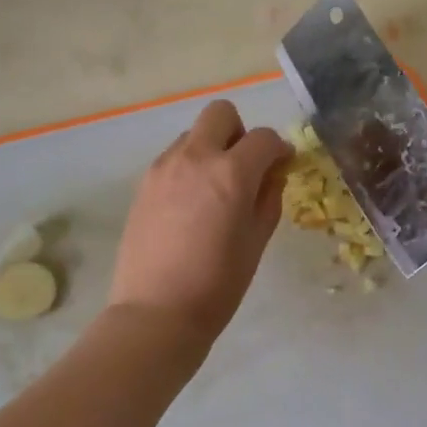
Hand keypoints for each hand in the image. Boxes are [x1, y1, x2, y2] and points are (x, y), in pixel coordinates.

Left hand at [109, 100, 291, 347]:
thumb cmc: (218, 283)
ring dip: (211, 149)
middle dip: (240, 132)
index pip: (263, 138)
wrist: (156, 313)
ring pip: (193, 134)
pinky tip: (191, 204)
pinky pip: (173, 158)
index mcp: (231, 172)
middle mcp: (195, 158)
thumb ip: (269, 198)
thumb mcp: (257, 240)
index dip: (279, 149)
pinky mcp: (144, 183)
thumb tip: (272, 174)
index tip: (282, 165)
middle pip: (220, 114)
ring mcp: (164, 167)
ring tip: (214, 190)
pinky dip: (189, 167)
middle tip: (245, 167)